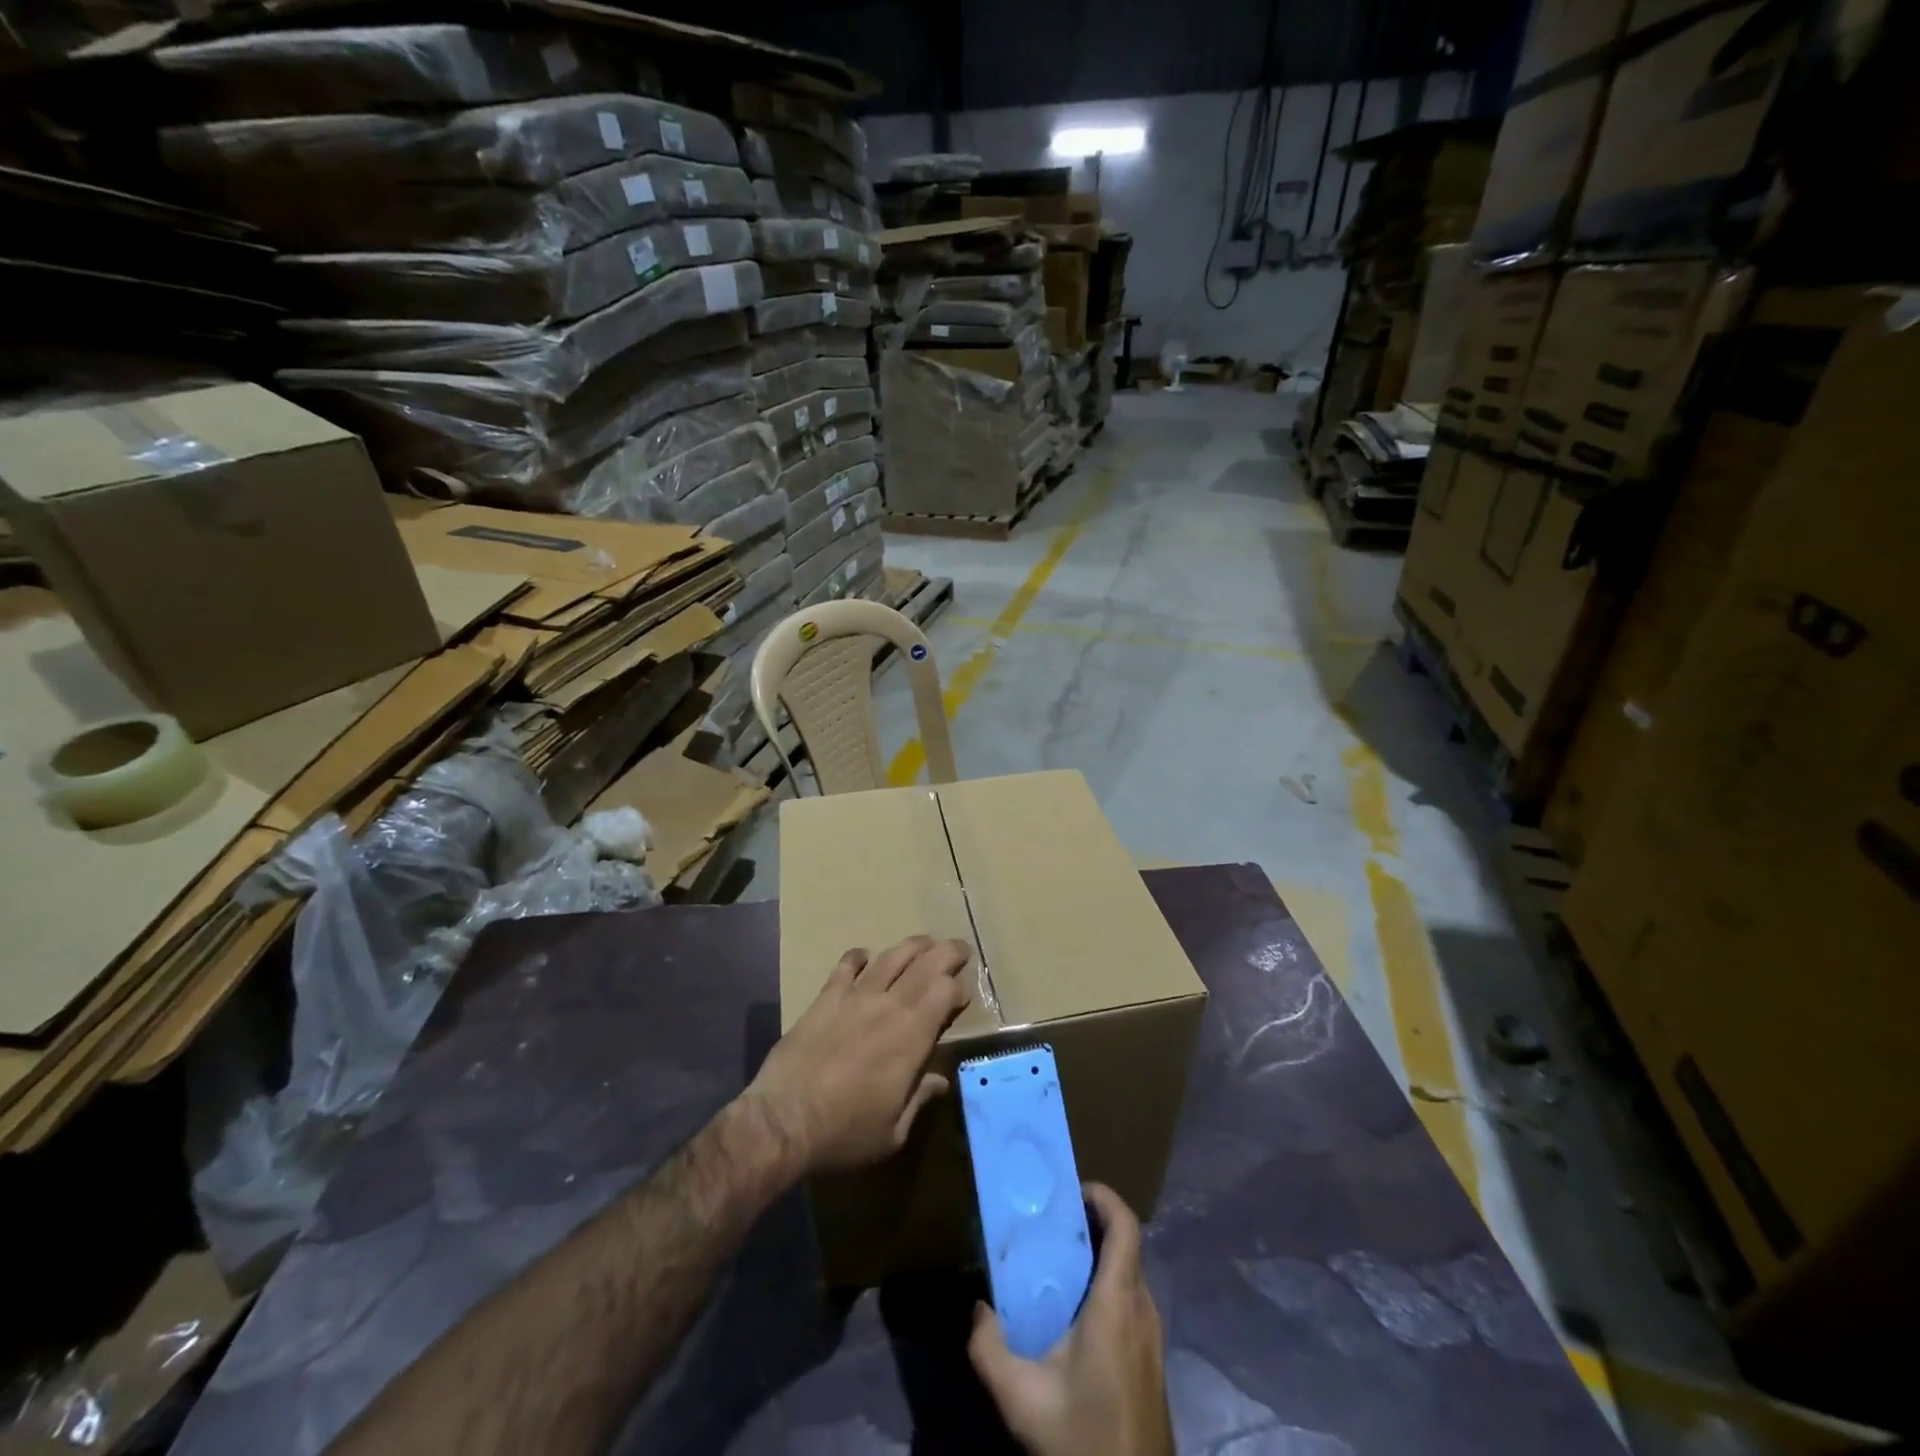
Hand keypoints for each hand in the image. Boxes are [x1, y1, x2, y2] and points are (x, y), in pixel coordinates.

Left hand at [746, 935, 972, 1174]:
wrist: (784, 1120)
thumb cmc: (845, 1132)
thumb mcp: (893, 1131)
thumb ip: (919, 1099)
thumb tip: (941, 1080)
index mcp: (912, 1037)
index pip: (945, 993)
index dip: (959, 987)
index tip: (964, 994)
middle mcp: (889, 1006)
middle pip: (926, 965)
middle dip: (947, 953)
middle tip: (960, 949)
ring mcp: (856, 997)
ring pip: (891, 957)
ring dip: (912, 946)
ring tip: (924, 942)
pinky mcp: (826, 997)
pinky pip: (846, 965)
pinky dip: (859, 956)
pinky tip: (864, 954)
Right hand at [968, 1184, 1172, 1455]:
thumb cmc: (1084, 1438)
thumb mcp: (1023, 1399)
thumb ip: (990, 1350)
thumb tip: (977, 1309)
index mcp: (1119, 1303)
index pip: (1126, 1226)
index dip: (1105, 1196)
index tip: (1072, 1190)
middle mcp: (1143, 1309)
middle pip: (1126, 1245)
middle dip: (1092, 1224)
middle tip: (1052, 1224)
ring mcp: (1153, 1336)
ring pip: (1130, 1273)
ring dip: (1099, 1256)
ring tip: (1057, 1263)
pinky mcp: (1152, 1359)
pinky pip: (1132, 1300)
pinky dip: (1107, 1285)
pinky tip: (1075, 1312)